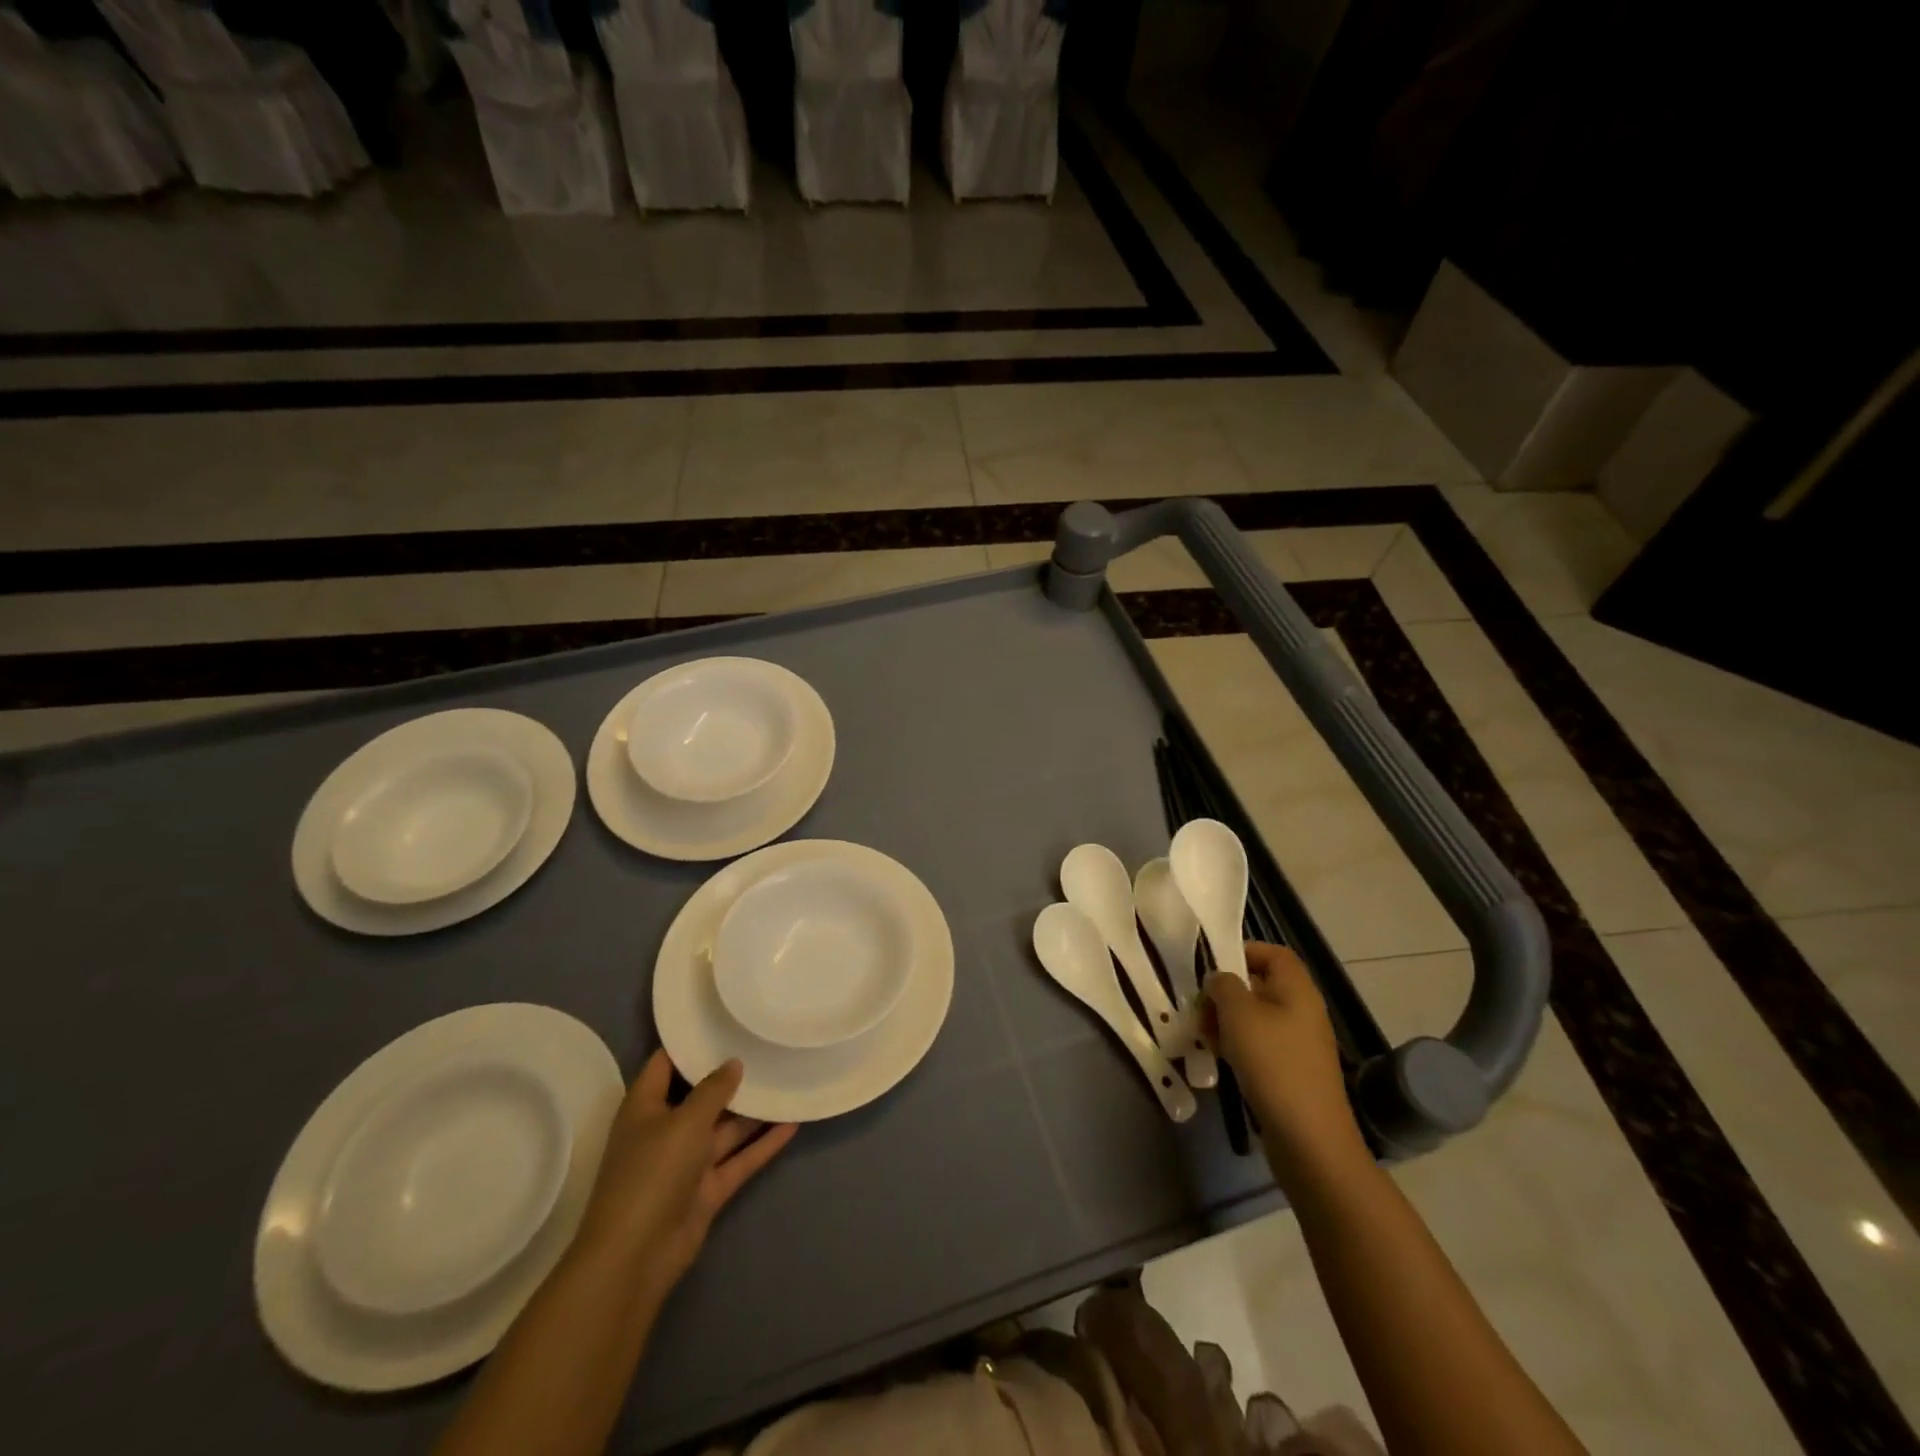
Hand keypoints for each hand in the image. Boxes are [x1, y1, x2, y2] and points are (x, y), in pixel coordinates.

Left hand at [571, 1051, 797, 1298]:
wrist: (635, 1258)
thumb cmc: (651, 1174)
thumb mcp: (684, 1122)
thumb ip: (712, 1090)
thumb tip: (733, 1063)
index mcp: (645, 1107)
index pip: (665, 1064)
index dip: (690, 1042)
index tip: (723, 1019)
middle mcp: (665, 1130)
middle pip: (701, 1095)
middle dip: (730, 1075)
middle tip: (766, 1045)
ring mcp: (687, 1163)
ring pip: (725, 1128)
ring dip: (753, 1110)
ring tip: (787, 1079)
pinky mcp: (706, 1190)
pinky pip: (739, 1159)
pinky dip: (763, 1144)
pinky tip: (793, 1124)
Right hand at [1204, 943, 1367, 1190]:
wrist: (1309, 1139)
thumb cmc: (1273, 1064)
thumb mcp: (1238, 1014)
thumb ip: (1223, 985)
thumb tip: (1219, 980)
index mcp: (1297, 990)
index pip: (1274, 953)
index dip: (1244, 951)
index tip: (1212, 965)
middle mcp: (1303, 1011)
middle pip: (1261, 985)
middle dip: (1226, 992)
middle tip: (1199, 1007)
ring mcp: (1300, 1044)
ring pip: (1257, 1018)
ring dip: (1227, 1021)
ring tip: (1204, 1036)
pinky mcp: (1293, 1071)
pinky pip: (1261, 1045)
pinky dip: (1238, 1046)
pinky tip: (1219, 1060)